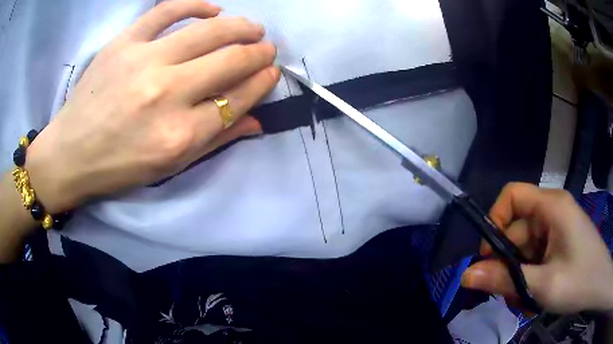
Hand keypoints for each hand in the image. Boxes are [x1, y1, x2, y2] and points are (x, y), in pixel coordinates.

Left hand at [24, 0, 279, 212]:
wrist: (70, 154)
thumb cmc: (118, 167)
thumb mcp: (169, 167)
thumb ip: (214, 141)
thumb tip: (255, 120)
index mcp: (179, 136)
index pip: (238, 99)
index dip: (262, 82)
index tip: (271, 71)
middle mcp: (166, 95)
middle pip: (230, 61)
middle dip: (258, 52)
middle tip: (266, 47)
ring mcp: (143, 62)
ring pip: (208, 31)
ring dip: (240, 26)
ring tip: (251, 27)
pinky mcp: (123, 43)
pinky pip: (167, 10)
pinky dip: (196, 5)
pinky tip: (213, 9)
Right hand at [461, 183, 612, 313]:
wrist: (597, 285)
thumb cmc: (580, 281)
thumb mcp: (543, 286)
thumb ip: (505, 280)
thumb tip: (465, 276)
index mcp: (551, 207)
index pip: (512, 196)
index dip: (495, 221)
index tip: (491, 258)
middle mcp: (552, 210)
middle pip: (516, 228)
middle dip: (508, 263)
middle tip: (509, 294)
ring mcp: (556, 226)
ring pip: (524, 246)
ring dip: (518, 274)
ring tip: (524, 300)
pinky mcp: (558, 240)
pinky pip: (534, 254)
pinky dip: (529, 275)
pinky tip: (534, 294)